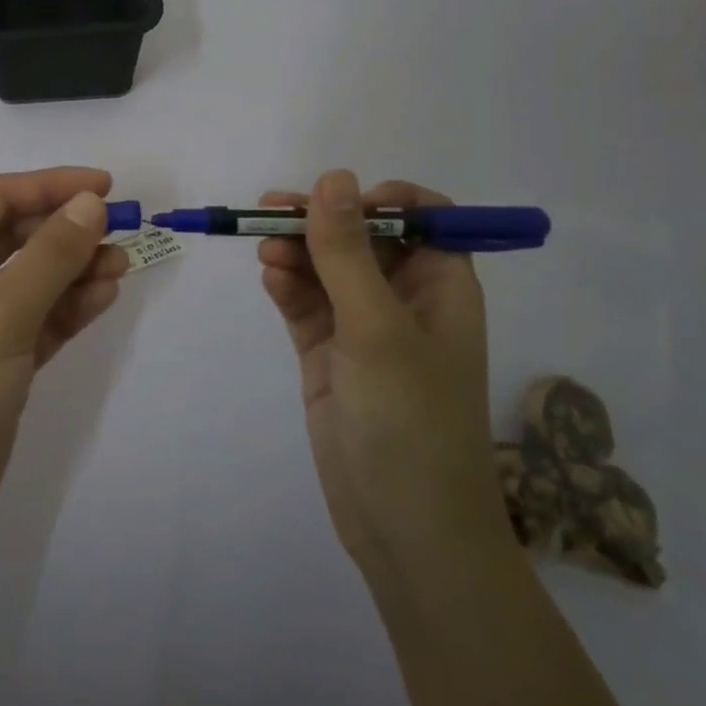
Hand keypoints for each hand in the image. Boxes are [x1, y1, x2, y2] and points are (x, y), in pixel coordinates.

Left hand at [0, 168, 129, 579]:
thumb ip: (47, 258)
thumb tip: (89, 203)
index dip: (50, 185)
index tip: (106, 187)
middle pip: (12, 237)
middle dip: (65, 229)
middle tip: (123, 230)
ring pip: (28, 280)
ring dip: (73, 269)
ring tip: (122, 266)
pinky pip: (34, 322)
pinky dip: (66, 308)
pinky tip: (103, 297)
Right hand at [259, 170, 508, 583]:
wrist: (406, 528)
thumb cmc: (411, 418)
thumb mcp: (376, 326)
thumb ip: (347, 251)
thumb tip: (332, 177)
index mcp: (441, 286)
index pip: (421, 217)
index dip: (380, 200)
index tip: (337, 201)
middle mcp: (404, 300)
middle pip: (360, 239)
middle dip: (319, 222)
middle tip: (269, 213)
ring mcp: (364, 329)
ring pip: (326, 270)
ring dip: (296, 253)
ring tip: (264, 251)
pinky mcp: (330, 356)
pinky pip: (307, 305)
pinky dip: (289, 288)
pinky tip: (270, 279)